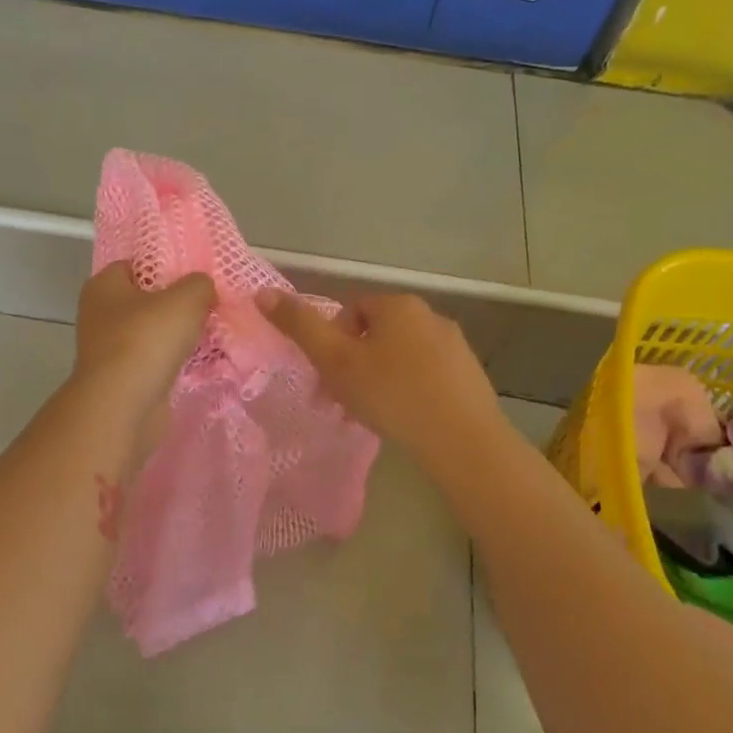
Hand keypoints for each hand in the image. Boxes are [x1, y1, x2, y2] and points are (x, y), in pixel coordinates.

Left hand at [73, 263, 215, 415]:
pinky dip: (173, 362)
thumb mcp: (185, 299)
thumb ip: (199, 285)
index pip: (134, 265)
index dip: (163, 267)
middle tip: (208, 305)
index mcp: (103, 286)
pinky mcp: (122, 379)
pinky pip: (154, 362)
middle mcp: (100, 315)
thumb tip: (203, 288)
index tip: (194, 277)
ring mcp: (109, 350)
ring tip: (210, 333)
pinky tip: (199, 362)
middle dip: (174, 304)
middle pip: (144, 301)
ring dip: (176, 336)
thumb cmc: (147, 340)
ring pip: (150, 334)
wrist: (124, 406)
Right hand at [259, 290, 501, 457]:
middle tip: (342, 402)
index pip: (350, 311)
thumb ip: (299, 326)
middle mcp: (430, 316)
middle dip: (353, 365)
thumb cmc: (391, 394)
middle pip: (376, 335)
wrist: (462, 439)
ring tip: (372, 415)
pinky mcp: (470, 376)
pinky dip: (409, 392)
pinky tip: (404, 420)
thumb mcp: (335, 361)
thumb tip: (262, 292)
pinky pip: (426, 376)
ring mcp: (455, 346)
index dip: (331, 343)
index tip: (326, 378)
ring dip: (379, 380)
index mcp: (397, 305)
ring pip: (401, 357)